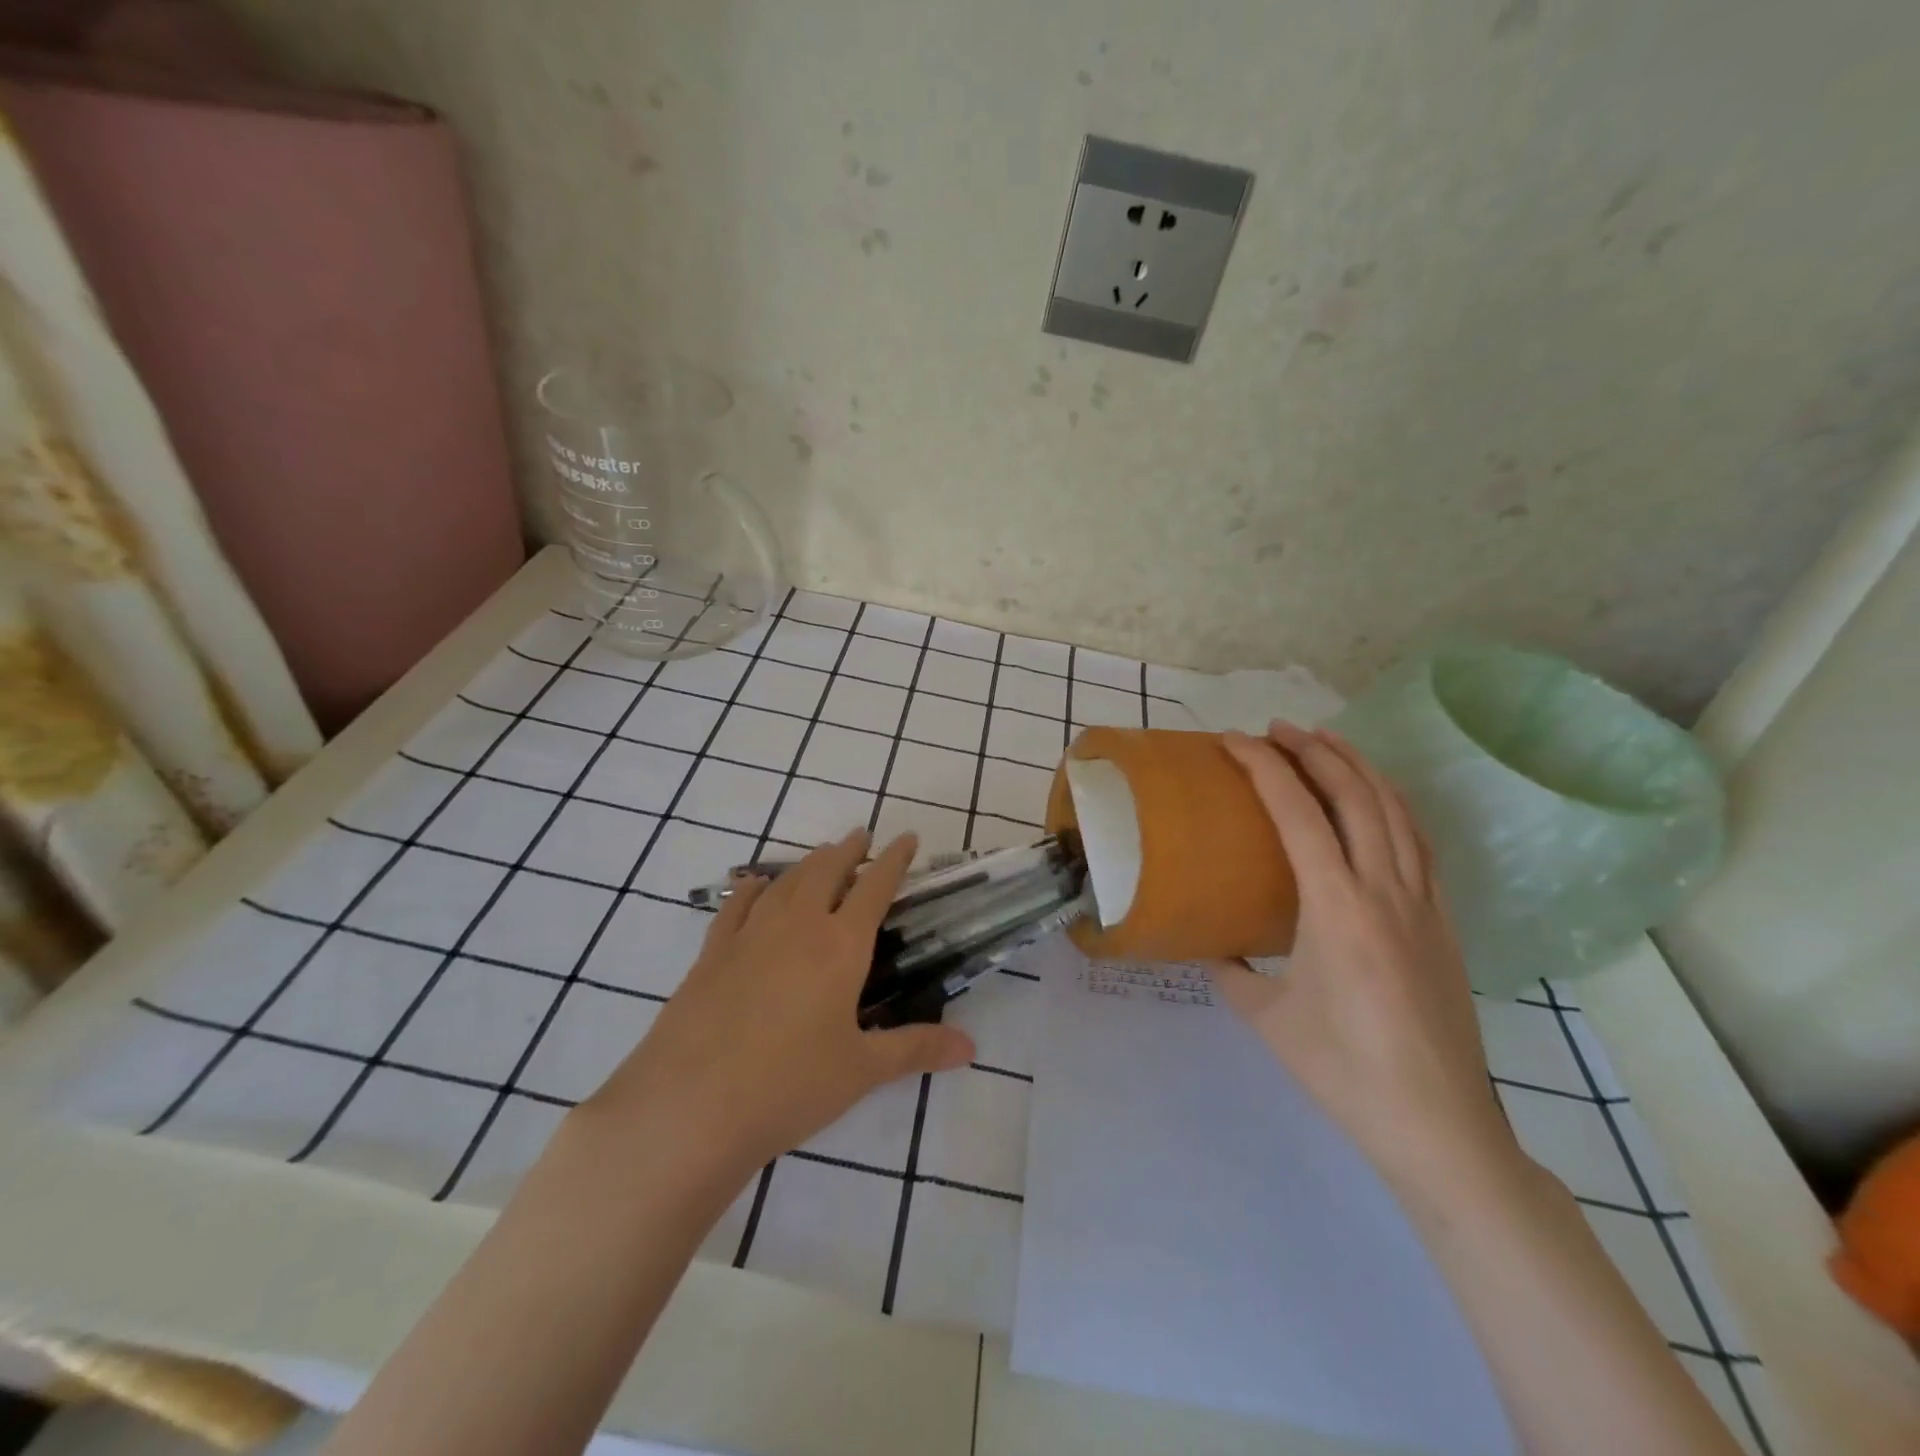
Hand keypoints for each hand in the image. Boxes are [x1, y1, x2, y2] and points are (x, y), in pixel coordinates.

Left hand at [583, 829, 974, 1179]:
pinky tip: (754, 885)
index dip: (894, 860)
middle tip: (861, 837)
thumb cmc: (789, 1086)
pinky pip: (736, 905)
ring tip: (820, 856)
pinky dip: (752, 888)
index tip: (906, 838)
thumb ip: (916, 1049)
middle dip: (848, 850)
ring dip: (807, 863)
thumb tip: (971, 1048)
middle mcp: (797, 926)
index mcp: (840, 946)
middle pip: (826, 871)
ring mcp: (749, 935)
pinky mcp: (711, 953)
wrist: (690, 1106)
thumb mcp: (861, 1070)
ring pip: (785, 881)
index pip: (875, 887)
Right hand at [1214, 722, 1520, 1201]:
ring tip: (1326, 742)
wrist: (1440, 1127)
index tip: (1234, 741)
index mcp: (1337, 908)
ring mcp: (1423, 903)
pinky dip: (1392, 804)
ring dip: (1358, 767)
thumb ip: (1231, 970)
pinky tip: (1376, 801)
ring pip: (1396, 810)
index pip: (1299, 814)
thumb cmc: (1343, 1071)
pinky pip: (1419, 842)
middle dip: (1315, 750)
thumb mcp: (1265, 1016)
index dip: (1264, 768)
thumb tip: (1213, 945)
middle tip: (1277, 729)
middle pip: (1356, 795)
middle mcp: (1386, 890)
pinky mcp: (1443, 922)